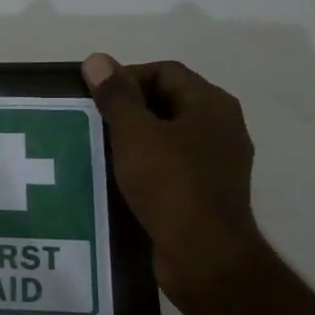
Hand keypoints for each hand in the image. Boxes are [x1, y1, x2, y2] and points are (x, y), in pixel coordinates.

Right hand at [81, 52, 263, 307]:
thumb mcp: (135, 135)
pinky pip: (170, 166)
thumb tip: (97, 60)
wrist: (203, 255)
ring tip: (98, 150)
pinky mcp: (205, 193)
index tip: (95, 98)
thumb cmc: (170, 185)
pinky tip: (118, 179)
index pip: (165, 71)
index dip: (126, 77)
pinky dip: (144, 166)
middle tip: (92, 123)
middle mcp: (221, 127)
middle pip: (167, 102)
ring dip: (133, 140)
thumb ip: (116, 96)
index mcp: (211, 105)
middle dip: (127, 108)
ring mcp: (216, 162)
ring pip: (167, 136)